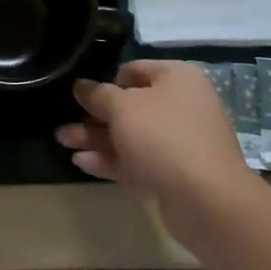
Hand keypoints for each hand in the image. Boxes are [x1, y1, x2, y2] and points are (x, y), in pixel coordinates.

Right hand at [57, 60, 255, 209]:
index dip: (105, 80)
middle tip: (64, 122)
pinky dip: (112, 159)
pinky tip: (82, 163)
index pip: (134, 69)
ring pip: (131, 134)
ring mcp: (180, 141)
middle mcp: (181, 105)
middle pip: (130, 105)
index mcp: (176, 78)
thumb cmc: (163, 137)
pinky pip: (138, 159)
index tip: (80, 94)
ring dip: (97, 137)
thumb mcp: (122, 107)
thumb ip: (97, 94)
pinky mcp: (175, 172)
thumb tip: (81, 85)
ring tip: (63, 141)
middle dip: (94, 115)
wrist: (207, 200)